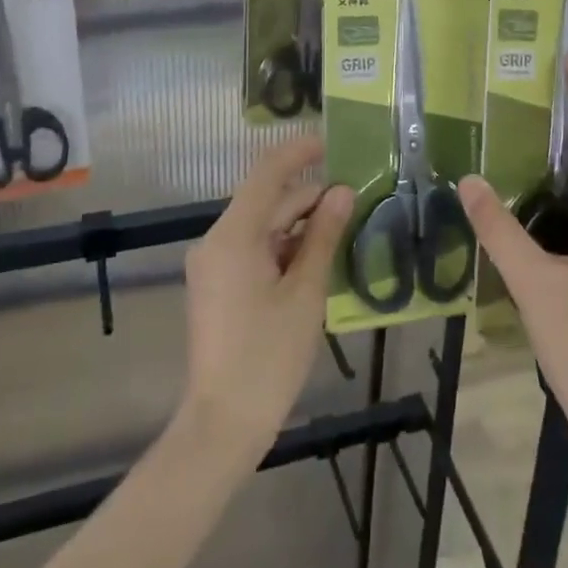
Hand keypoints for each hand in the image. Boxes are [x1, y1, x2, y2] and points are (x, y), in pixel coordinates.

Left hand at [181, 136, 352, 459]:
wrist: (222, 423)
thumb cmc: (268, 356)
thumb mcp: (305, 292)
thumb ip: (323, 236)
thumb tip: (342, 192)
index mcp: (233, 235)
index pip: (267, 173)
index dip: (298, 153)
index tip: (331, 143)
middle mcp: (216, 241)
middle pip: (266, 201)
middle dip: (308, 197)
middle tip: (354, 199)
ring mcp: (213, 264)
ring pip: (261, 227)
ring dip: (298, 224)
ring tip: (342, 229)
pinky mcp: (216, 285)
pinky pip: (252, 249)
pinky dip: (283, 248)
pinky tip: (315, 259)